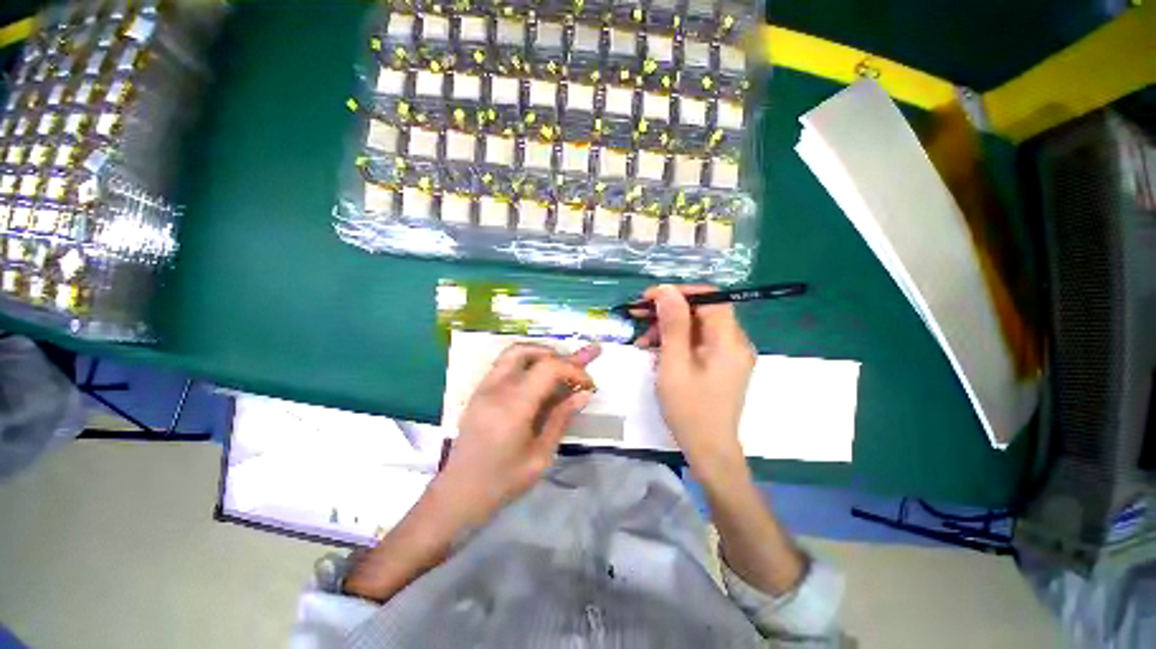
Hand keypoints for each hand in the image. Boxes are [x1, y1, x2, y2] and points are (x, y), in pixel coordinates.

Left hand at [439, 342, 600, 522]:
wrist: (458, 493)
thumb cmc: (502, 481)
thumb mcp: (540, 456)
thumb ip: (561, 419)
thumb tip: (583, 394)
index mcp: (514, 405)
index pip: (549, 368)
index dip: (574, 370)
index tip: (588, 385)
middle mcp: (497, 388)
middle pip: (532, 353)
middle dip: (561, 357)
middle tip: (580, 366)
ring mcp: (485, 386)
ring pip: (515, 352)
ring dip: (542, 353)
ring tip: (560, 365)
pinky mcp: (480, 391)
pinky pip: (505, 363)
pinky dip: (528, 361)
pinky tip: (539, 376)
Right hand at [636, 285, 754, 478]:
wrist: (709, 451)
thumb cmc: (690, 409)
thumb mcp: (674, 364)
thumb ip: (673, 325)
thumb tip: (667, 290)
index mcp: (729, 341)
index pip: (710, 298)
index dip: (679, 293)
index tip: (650, 298)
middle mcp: (734, 343)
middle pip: (702, 312)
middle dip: (668, 311)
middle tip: (639, 316)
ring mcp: (728, 355)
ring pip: (697, 327)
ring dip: (669, 328)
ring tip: (642, 341)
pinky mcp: (720, 365)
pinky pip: (697, 343)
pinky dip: (676, 343)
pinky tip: (656, 352)